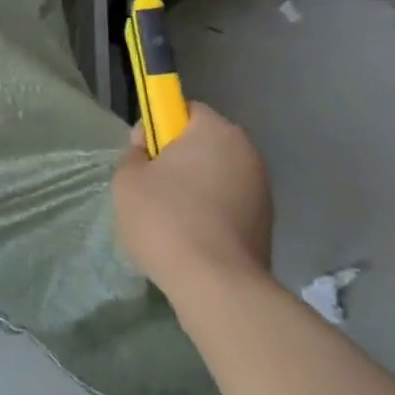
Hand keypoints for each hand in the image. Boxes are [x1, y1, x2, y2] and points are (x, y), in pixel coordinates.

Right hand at [112, 102, 273, 296]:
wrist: (217, 285)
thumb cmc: (165, 219)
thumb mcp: (127, 180)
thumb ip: (134, 152)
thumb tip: (146, 143)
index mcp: (215, 130)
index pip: (185, 110)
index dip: (160, 127)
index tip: (144, 154)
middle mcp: (246, 151)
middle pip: (204, 143)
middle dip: (180, 159)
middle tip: (151, 187)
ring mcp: (262, 188)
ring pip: (217, 175)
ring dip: (197, 187)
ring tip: (170, 219)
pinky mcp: (267, 222)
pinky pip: (229, 203)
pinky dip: (212, 212)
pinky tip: (191, 237)